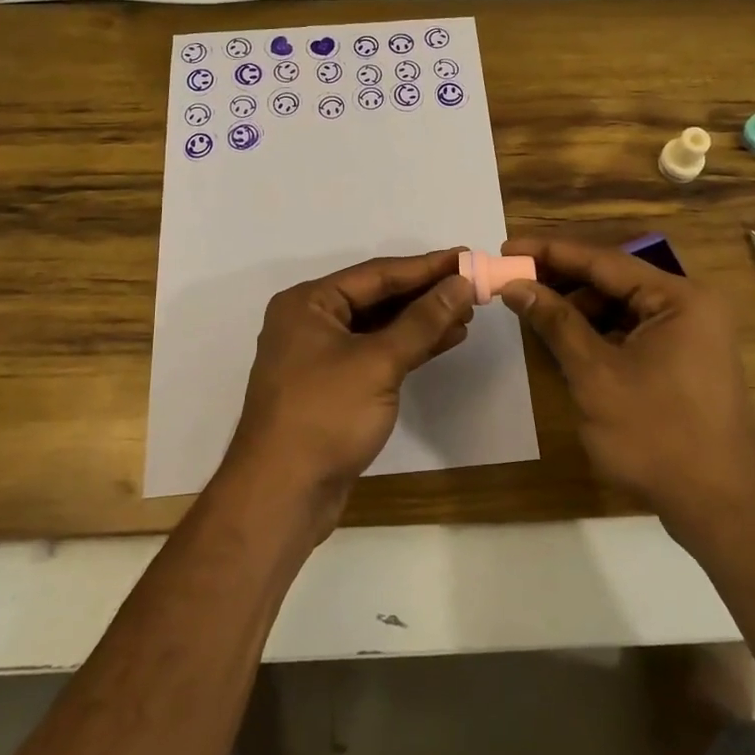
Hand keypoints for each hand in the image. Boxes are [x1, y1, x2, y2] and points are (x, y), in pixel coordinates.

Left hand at [225, 250, 474, 513]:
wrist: (282, 496)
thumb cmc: (324, 416)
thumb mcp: (378, 363)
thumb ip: (422, 321)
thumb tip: (461, 284)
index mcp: (309, 303)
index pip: (377, 274)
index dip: (426, 266)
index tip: (467, 257)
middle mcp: (311, 322)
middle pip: (377, 297)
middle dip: (425, 293)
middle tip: (472, 286)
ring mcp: (321, 356)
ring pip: (380, 327)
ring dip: (422, 321)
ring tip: (467, 313)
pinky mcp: (334, 387)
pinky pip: (377, 353)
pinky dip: (409, 347)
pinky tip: (445, 341)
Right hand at [498, 237, 754, 539]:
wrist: (719, 507)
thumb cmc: (656, 435)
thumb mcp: (595, 375)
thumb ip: (555, 323)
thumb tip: (515, 286)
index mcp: (678, 297)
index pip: (603, 260)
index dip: (550, 252)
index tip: (506, 247)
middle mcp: (689, 304)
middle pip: (613, 279)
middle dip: (562, 281)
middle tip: (513, 281)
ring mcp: (691, 333)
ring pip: (621, 306)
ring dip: (577, 308)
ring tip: (533, 312)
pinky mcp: (684, 359)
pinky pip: (633, 331)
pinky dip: (598, 333)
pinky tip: (565, 341)